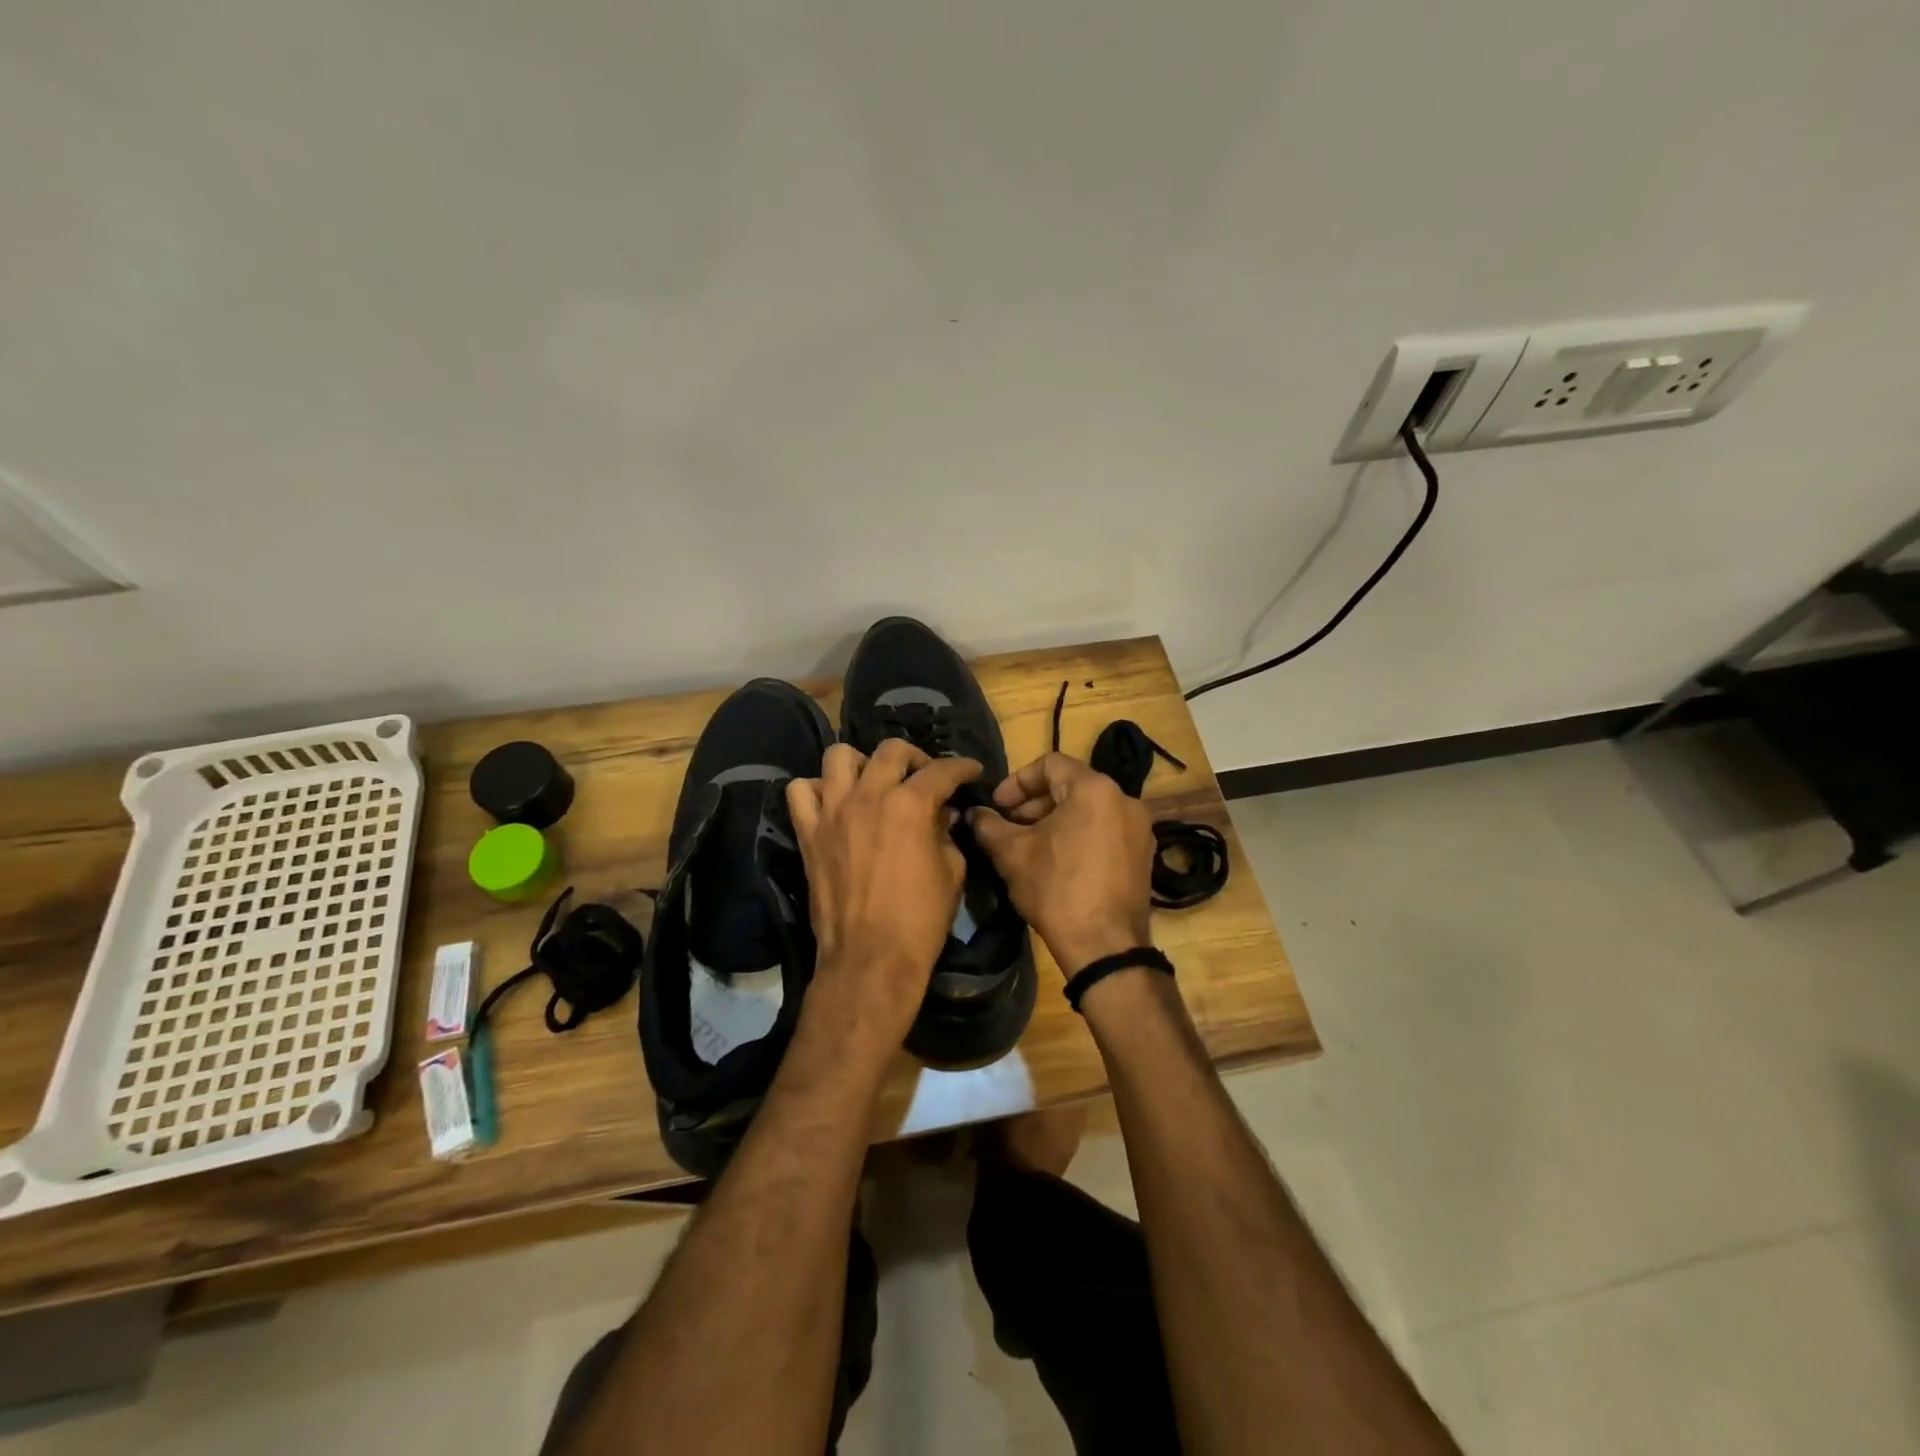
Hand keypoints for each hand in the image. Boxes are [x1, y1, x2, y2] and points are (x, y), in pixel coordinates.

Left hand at [787, 740, 982, 1044]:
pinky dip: (817, 789)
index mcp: (910, 805)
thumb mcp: (952, 872)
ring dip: (862, 763)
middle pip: (891, 751)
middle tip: (925, 777)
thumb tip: (945, 815)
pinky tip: (834, 803)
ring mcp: (832, 812)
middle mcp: (868, 796)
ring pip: (839, 756)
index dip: (962, 767)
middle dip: (915, 757)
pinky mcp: (808, 833)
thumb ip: (948, 834)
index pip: (941, 771)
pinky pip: (800, 791)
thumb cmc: (920, 919)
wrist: (870, 959)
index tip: (972, 772)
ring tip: (874, 782)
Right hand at [968, 753, 1155, 975]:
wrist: (1105, 946)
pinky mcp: (1144, 855)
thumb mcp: (1012, 854)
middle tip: (1008, 826)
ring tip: (1029, 845)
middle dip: (1034, 803)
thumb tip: (975, 813)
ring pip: (1089, 809)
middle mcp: (1125, 799)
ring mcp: (1140, 828)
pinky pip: (1106, 830)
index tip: (997, 805)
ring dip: (1055, 820)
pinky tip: (1057, 862)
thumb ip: (989, 825)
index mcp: (1094, 789)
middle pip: (1071, 785)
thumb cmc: (1056, 890)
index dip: (1017, 781)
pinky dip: (1079, 835)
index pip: (1050, 764)